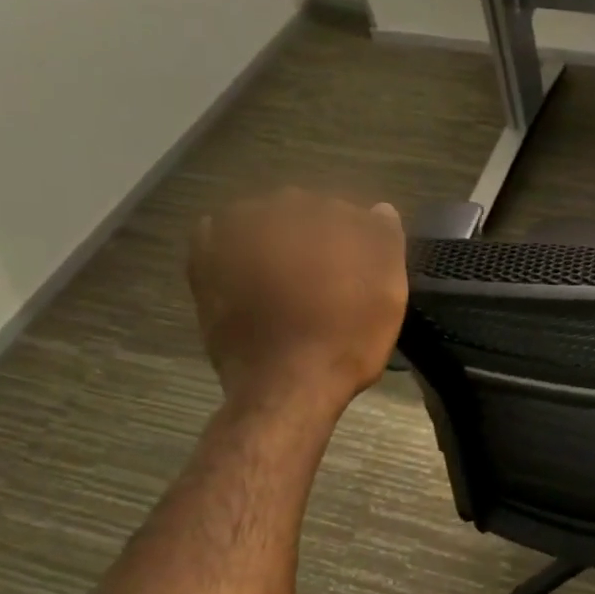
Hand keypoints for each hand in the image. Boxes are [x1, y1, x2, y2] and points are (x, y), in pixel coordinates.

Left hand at [187, 190, 407, 413]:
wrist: (287, 384)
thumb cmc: (348, 338)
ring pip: (265, 221)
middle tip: (326, 281)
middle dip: (317, 238)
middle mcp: (280, 209)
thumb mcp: (389, 291)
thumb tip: (380, 209)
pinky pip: (223, 235)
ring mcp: (237, 230)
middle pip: (307, 213)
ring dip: (278, 241)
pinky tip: (252, 273)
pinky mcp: (205, 257)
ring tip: (288, 283)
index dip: (359, 243)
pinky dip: (237, 247)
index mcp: (330, 213)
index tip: (360, 272)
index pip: (352, 214)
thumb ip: (386, 240)